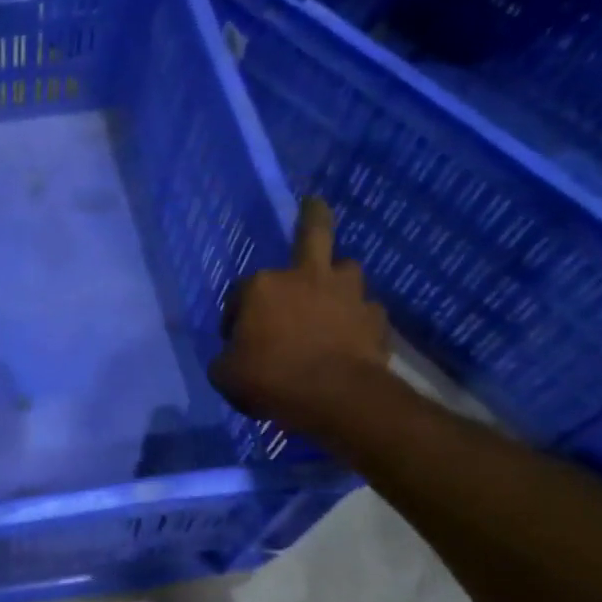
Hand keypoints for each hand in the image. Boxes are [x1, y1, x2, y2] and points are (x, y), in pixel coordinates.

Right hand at [209, 198, 390, 430]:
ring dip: (337, 280)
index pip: (241, 292)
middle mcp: (306, 277)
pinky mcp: (375, 319)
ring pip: (346, 270)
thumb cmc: (270, 379)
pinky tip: (351, 337)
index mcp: (263, 286)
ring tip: (331, 298)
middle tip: (314, 203)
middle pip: (314, 234)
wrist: (335, 397)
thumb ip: (225, 360)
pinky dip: (357, 321)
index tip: (235, 339)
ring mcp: (347, 294)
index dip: (235, 315)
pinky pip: (365, 312)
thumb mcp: (226, 375)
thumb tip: (230, 358)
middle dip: (313, 215)